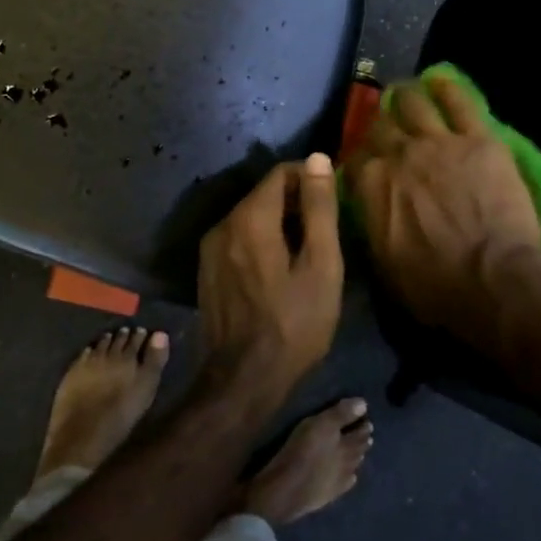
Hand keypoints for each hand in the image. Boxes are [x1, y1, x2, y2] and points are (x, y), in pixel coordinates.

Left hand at [197, 154, 344, 401]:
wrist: (243, 381)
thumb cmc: (294, 324)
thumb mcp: (321, 265)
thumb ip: (319, 208)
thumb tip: (318, 159)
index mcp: (250, 218)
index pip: (282, 173)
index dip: (311, 180)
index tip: (333, 202)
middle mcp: (222, 224)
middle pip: (265, 194)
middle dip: (296, 203)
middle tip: (325, 233)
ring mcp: (210, 250)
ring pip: (252, 217)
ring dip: (280, 224)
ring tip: (307, 253)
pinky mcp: (207, 271)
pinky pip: (239, 239)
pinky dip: (262, 241)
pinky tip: (280, 271)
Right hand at [344, 75, 540, 352]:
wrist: (492, 278)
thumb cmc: (436, 287)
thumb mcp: (385, 265)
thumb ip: (373, 224)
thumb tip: (369, 208)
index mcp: (372, 186)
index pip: (355, 162)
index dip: (358, 161)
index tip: (364, 165)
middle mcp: (398, 155)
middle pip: (380, 128)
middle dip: (379, 126)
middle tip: (385, 127)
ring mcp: (438, 142)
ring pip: (413, 104)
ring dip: (406, 97)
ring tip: (405, 93)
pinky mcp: (477, 138)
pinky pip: (459, 102)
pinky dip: (447, 89)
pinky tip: (441, 82)